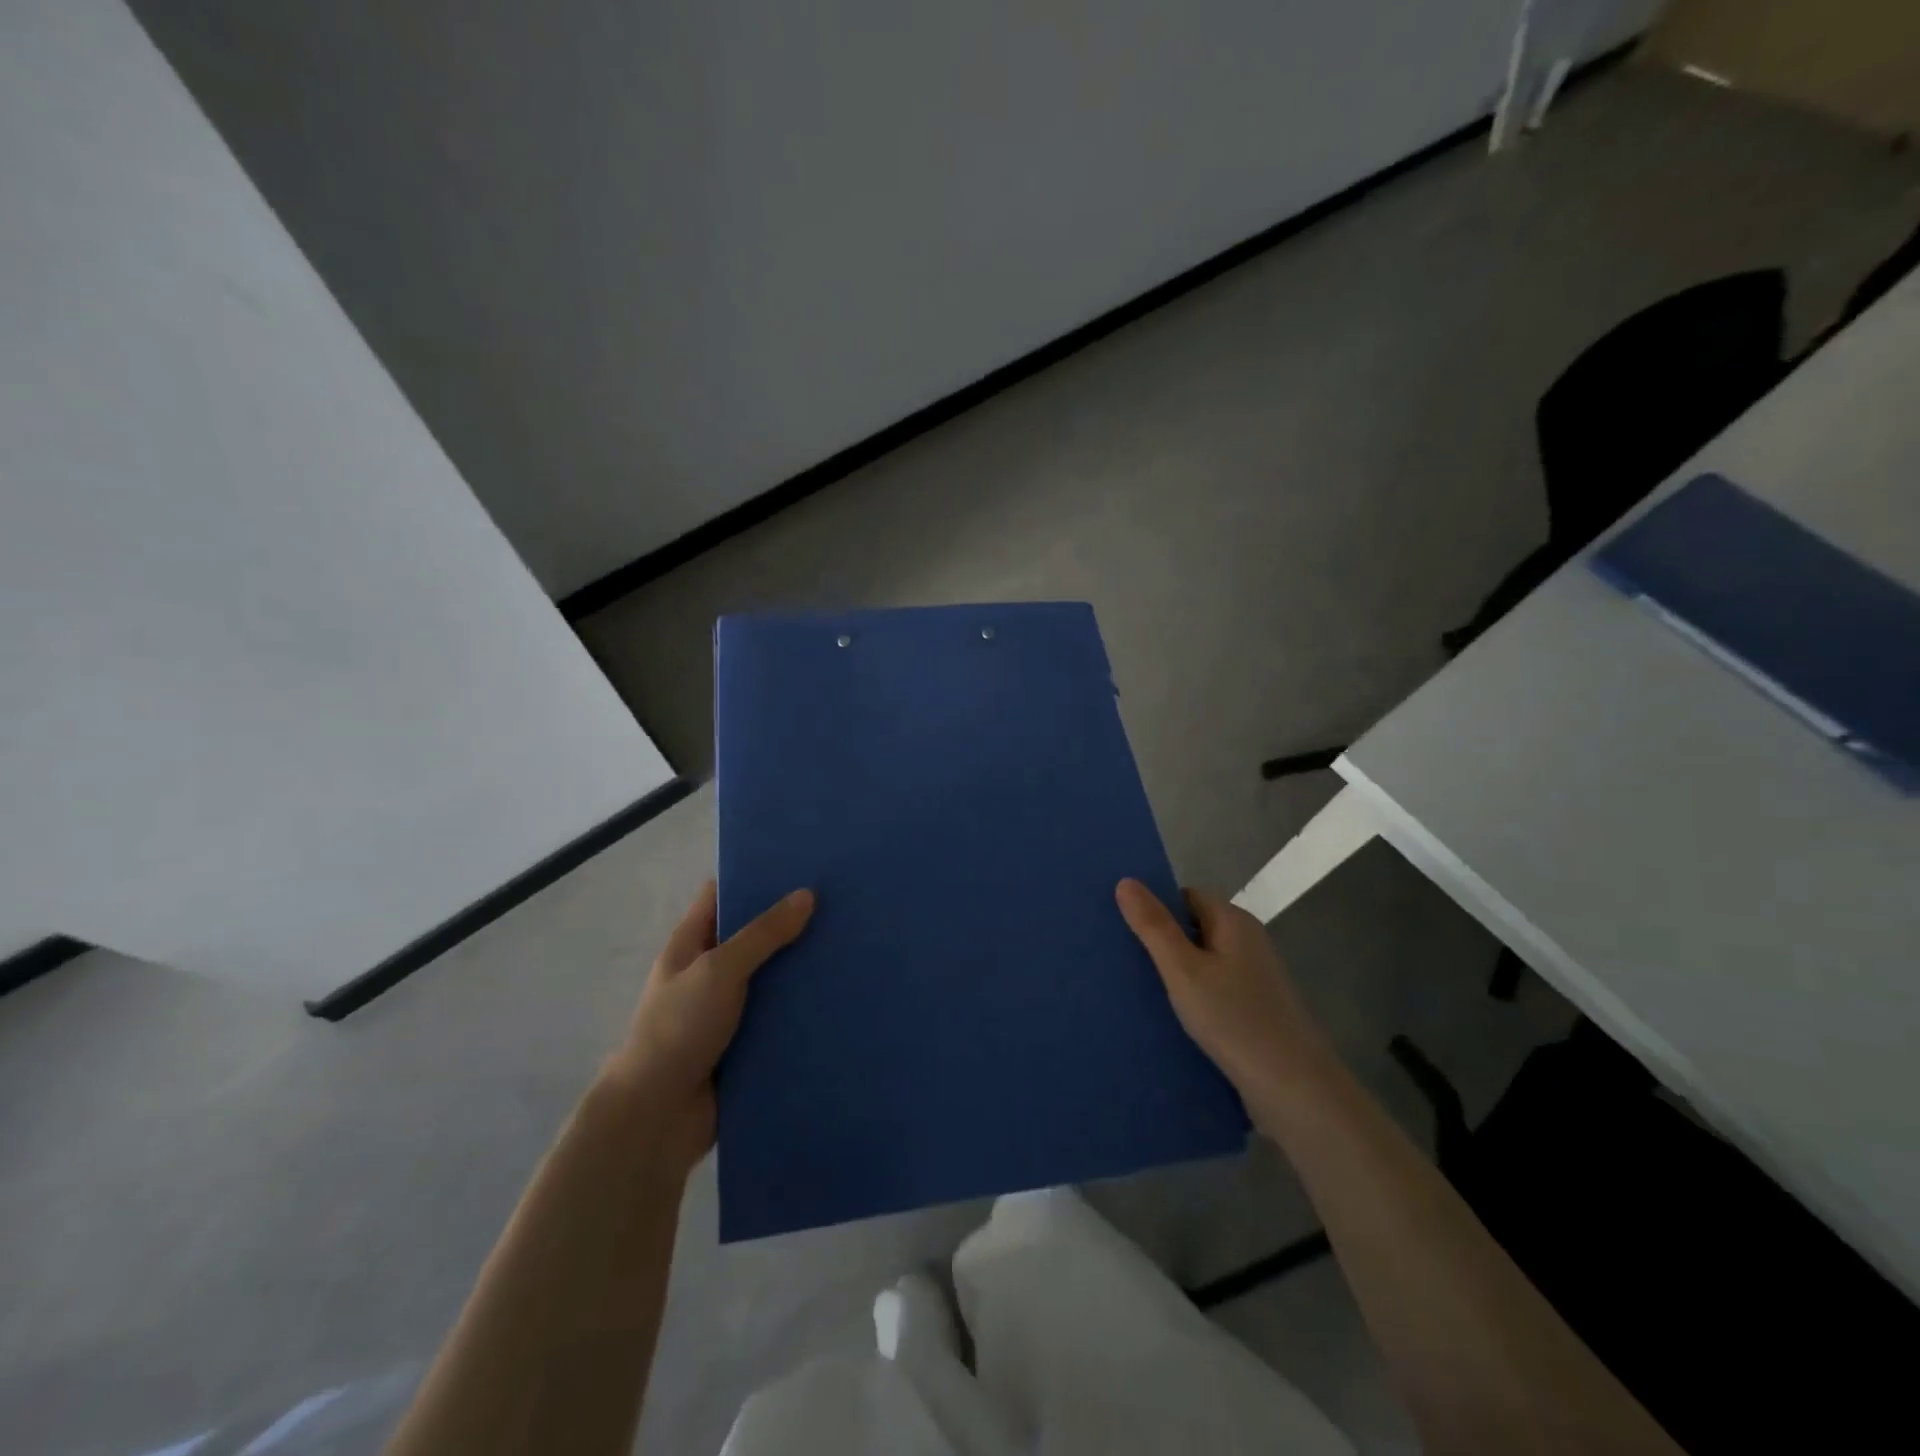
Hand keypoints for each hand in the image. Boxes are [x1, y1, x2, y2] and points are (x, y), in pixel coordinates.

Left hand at [603, 879, 813, 1174]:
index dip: (754, 876)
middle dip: (791, 922)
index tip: (800, 864)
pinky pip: (779, 1016)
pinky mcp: (746, 1043)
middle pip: (754, 935)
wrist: (657, 1117)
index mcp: (691, 943)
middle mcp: (709, 971)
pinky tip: (840, 995)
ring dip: (802, 967)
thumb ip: (763, 933)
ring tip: (850, 945)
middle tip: (841, 903)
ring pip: (771, 977)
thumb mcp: (719, 970)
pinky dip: (803, 1008)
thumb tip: (807, 894)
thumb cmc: (678, 1029)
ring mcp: (727, 1009)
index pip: (722, 895)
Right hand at [1116, 879, 1339, 1128]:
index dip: (1155, 907)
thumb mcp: (1182, 969)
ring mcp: (1254, 978)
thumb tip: (1126, 880)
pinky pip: (1213, 990)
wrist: (1293, 1089)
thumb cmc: (1234, 1019)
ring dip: (1174, 973)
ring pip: (1202, 962)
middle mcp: (1247, 942)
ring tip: (1134, 987)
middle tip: (1120, 957)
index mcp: (1234, 921)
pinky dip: (1191, 997)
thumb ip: (1153, 926)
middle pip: (1194, 928)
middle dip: (1160, 941)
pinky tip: (1167, 1016)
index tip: (1121, 926)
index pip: (1186, 896)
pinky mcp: (1255, 1010)